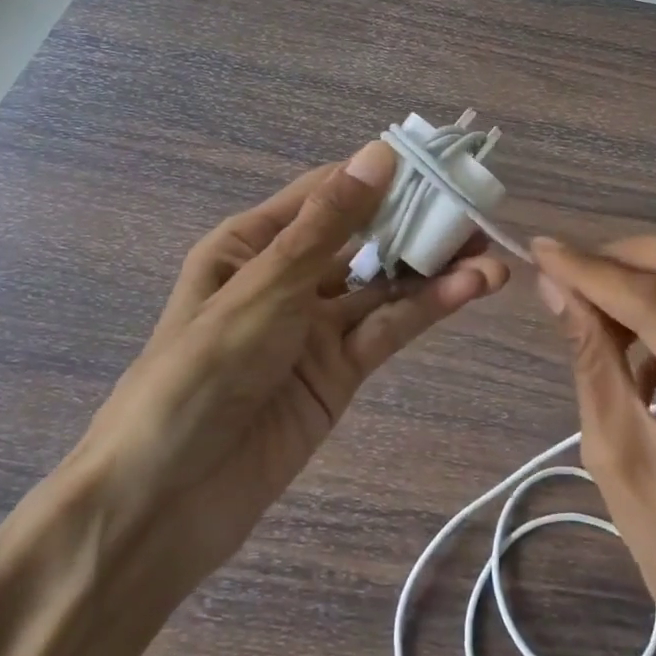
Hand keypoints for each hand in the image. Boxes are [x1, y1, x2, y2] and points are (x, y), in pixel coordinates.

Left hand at [77, 141, 510, 600]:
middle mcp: (287, 276)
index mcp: (252, 243)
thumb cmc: (199, 374)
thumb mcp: (263, 288)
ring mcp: (316, 327)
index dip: (381, 175)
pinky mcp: (339, 372)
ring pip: (384, 286)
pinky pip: (386, 330)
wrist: (164, 502)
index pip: (327, 193)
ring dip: (434, 269)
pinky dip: (425, 309)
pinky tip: (469, 291)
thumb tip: (380, 154)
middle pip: (363, 238)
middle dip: (418, 223)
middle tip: (478, 212)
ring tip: (492, 257)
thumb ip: (327, 226)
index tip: (439, 161)